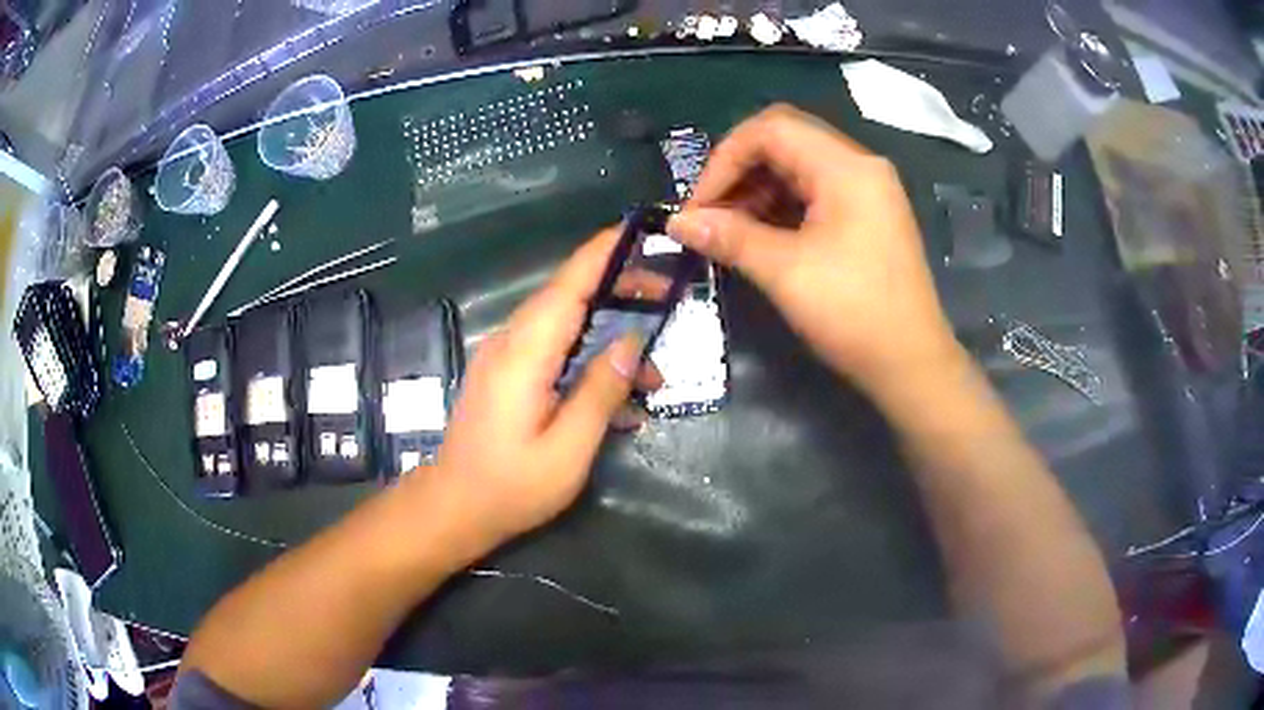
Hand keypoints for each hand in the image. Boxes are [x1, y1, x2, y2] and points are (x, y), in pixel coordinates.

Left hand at [433, 228, 661, 545]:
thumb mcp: (568, 450)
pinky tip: (614, 395)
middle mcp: (511, 341)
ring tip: (651, 373)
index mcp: (524, 353)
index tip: (641, 231)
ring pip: (564, 324)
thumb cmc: (511, 486)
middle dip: (620, 289)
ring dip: (608, 335)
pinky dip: (587, 358)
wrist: (454, 507)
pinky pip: (552, 349)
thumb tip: (631, 344)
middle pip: (568, 295)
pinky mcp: (506, 373)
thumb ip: (600, 392)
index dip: (604, 252)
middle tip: (667, 298)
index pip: (568, 284)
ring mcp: (505, 356)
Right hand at [667, 105, 960, 395]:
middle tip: (710, 214)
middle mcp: (860, 165)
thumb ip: (729, 237)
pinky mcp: (868, 215)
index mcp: (845, 167)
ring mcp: (868, 190)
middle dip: (739, 171)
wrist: (912, 363)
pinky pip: (816, 191)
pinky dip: (782, 205)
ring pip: (799, 166)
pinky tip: (761, 236)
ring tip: (730, 230)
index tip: (699, 205)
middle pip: (785, 140)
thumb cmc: (853, 313)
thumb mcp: (786, 272)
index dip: (724, 159)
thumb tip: (676, 222)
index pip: (770, 129)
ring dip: (758, 189)